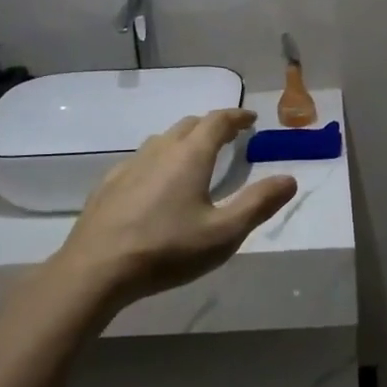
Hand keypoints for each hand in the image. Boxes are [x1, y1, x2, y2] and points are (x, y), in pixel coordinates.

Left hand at [47, 109, 296, 312]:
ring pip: (162, 140)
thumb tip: (290, 178)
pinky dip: (159, 160)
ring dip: (184, 141)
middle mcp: (160, 150)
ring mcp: (130, 165)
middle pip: (189, 125)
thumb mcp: (223, 233)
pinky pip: (141, 159)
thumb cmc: (167, 250)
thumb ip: (258, 203)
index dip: (236, 116)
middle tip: (228, 137)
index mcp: (190, 156)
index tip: (251, 118)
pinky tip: (156, 183)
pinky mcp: (109, 184)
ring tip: (195, 158)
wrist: (96, 269)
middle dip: (211, 126)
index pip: (217, 121)